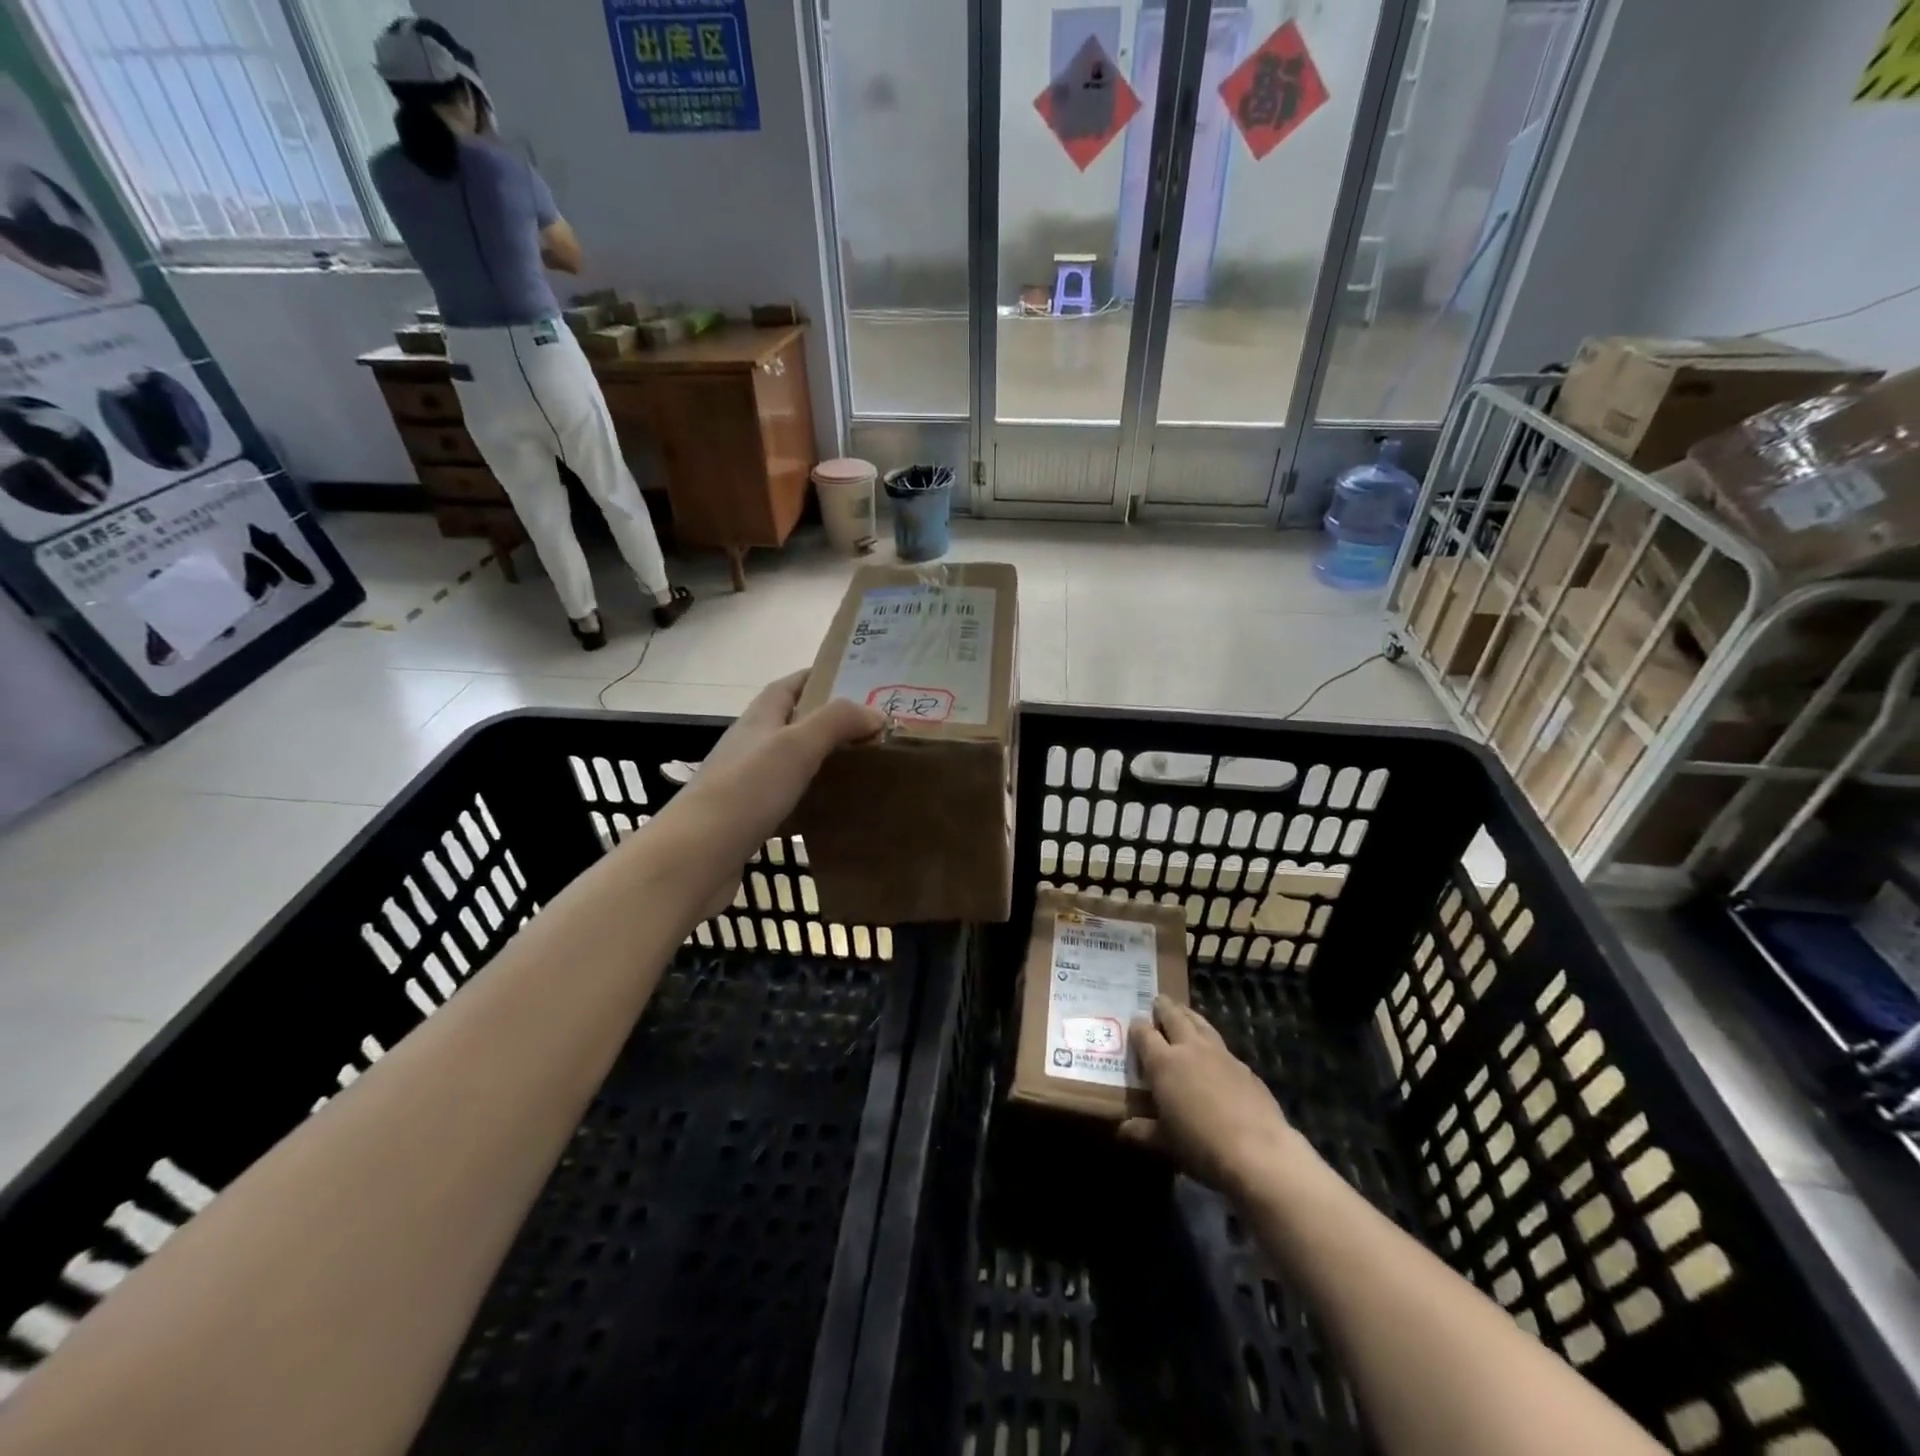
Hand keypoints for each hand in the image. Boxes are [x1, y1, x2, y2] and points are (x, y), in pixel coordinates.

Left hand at [664, 672, 883, 913]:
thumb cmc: (747, 790)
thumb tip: (876, 715)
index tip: (854, 681)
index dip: (817, 678)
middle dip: (826, 722)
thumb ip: (837, 722)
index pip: (788, 686)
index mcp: (758, 719)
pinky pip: (785, 799)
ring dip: (819, 760)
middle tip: (868, 731)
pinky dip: (809, 798)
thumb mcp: (797, 745)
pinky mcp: (747, 818)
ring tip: (859, 768)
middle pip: (790, 723)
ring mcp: (745, 783)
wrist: (696, 856)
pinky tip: (831, 810)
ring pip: (789, 762)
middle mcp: (750, 745)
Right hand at [1120, 998, 1298, 1197]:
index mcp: (1163, 1063)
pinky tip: (1213, 1052)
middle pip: (1174, 1017)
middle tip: (1157, 1001)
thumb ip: (1142, 1131)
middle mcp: (1190, 1049)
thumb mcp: (1165, 1143)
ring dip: (1189, 1015)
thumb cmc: (1201, 1146)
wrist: (1258, 1152)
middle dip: (1163, 1007)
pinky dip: (1211, 1040)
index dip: (1137, 1026)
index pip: (1144, 1034)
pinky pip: (1221, 1044)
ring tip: (1183, 1011)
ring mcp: (1220, 1054)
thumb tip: (1123, 1129)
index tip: (1134, 1022)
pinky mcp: (1244, 1066)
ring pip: (1200, 1023)